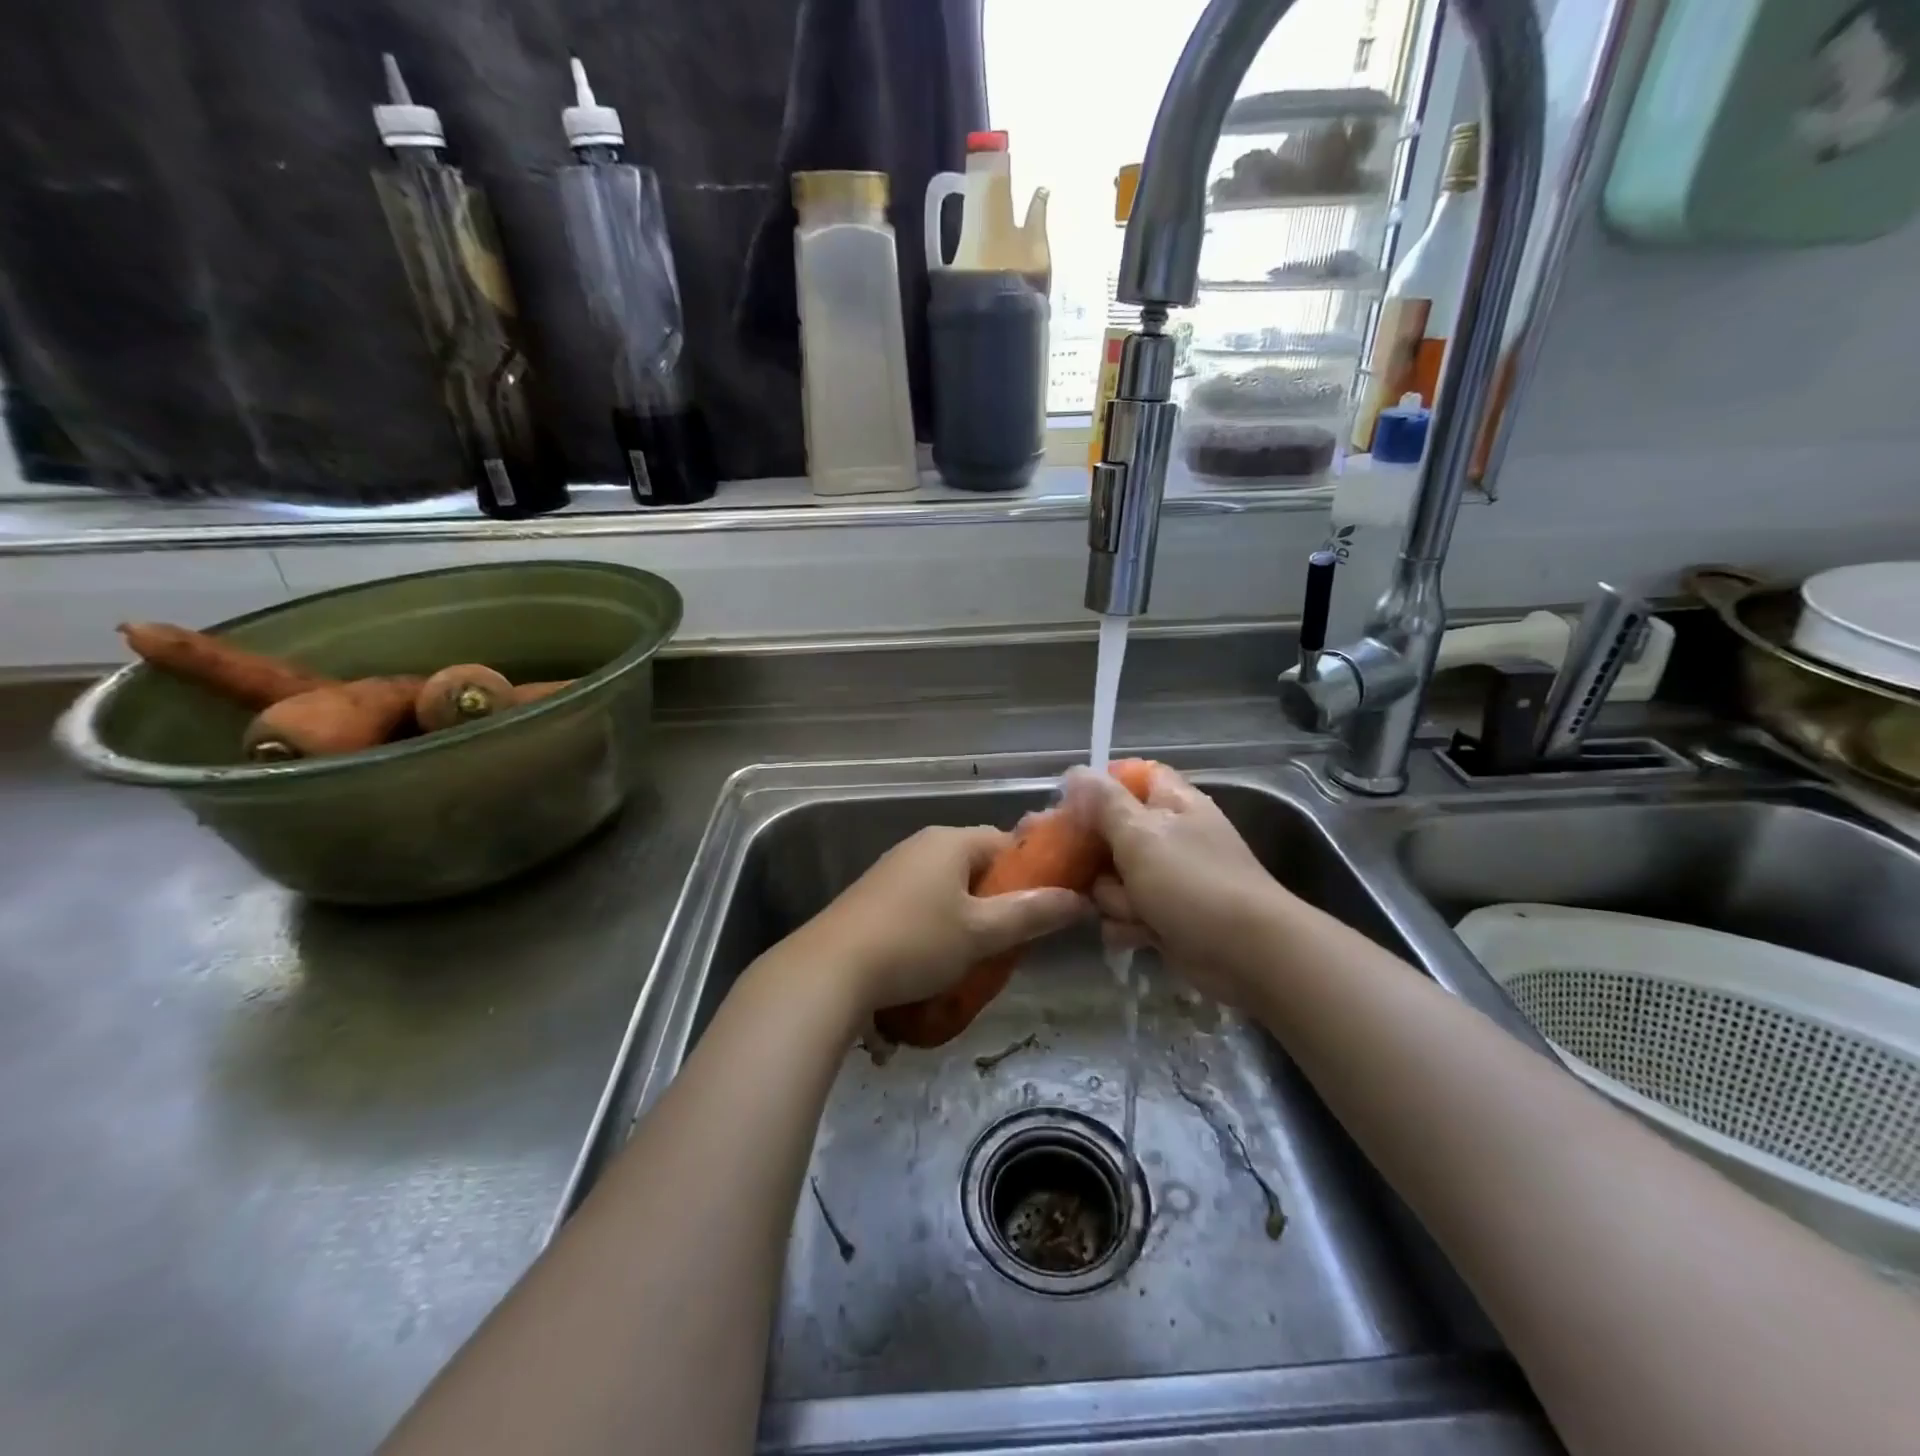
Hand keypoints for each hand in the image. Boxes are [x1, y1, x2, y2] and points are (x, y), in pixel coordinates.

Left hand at [787, 825, 1087, 1014]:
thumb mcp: (981, 932)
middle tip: (1013, 940)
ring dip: (969, 917)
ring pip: (950, 887)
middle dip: (999, 900)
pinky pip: (923, 902)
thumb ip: (1032, 913)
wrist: (830, 971)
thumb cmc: (916, 942)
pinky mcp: (875, 897)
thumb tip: (1079, 899)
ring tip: (979, 956)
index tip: (1045, 909)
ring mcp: (894, 870)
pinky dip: (939, 925)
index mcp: (950, 841)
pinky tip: (938, 959)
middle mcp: (922, 845)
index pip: (1007, 843)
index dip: (1032, 872)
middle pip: (977, 865)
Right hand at [1062, 763, 1289, 1008]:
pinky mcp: (1164, 916)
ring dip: (1112, 898)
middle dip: (1093, 855)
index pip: (1131, 777)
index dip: (1099, 788)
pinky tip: (1138, 935)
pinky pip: (1125, 913)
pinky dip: (1127, 925)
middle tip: (1077, 867)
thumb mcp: (1141, 835)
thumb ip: (1104, 803)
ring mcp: (1167, 878)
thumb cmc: (1193, 883)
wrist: (1248, 954)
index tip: (1070, 806)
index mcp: (1170, 803)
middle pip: (1110, 832)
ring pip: (1112, 878)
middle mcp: (1168, 835)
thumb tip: (1076, 771)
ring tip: (1133, 911)